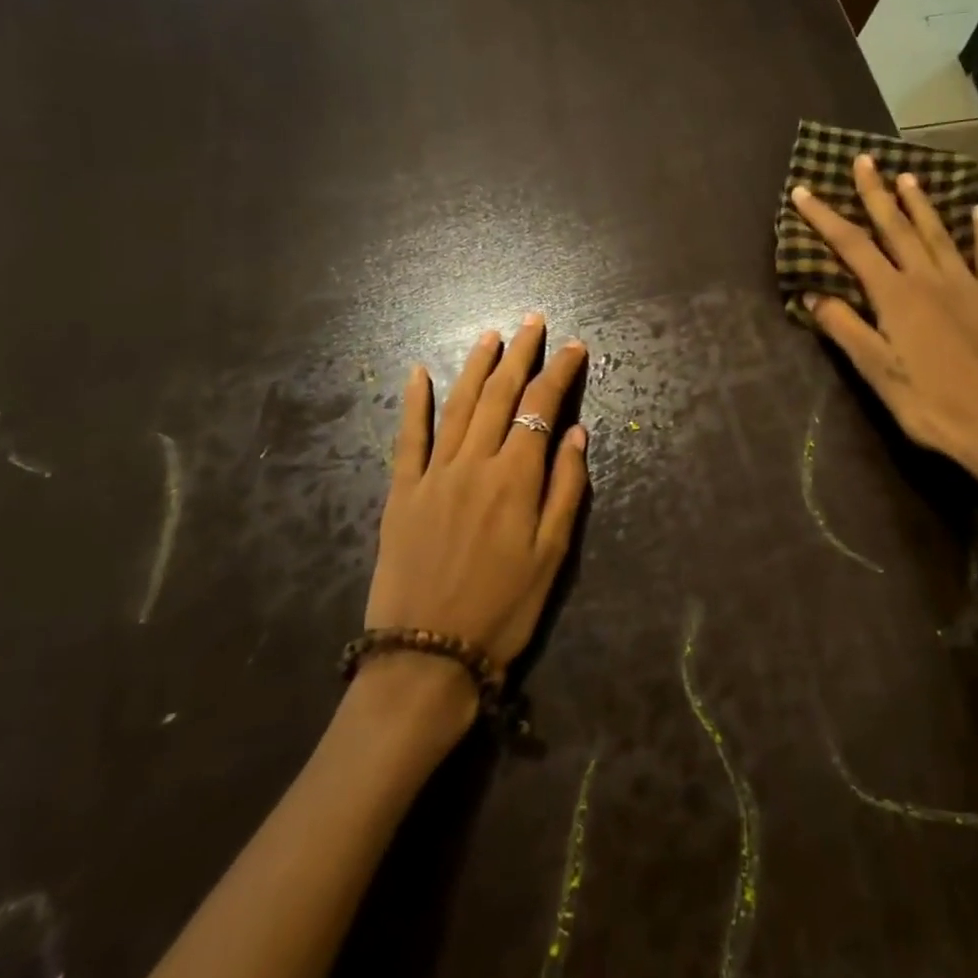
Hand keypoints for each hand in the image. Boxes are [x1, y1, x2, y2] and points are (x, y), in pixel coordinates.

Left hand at [364, 315, 588, 681]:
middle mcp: (474, 462)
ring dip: (476, 366)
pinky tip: (417, 372)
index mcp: (515, 477)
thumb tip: (576, 431)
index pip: (541, 407)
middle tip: (532, 321)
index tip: (573, 346)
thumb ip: (567, 487)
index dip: (559, 372)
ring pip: (458, 405)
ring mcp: (433, 474)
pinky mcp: (401, 492)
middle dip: (520, 353)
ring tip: (491, 335)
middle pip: (499, 395)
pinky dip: (413, 402)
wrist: (428, 656)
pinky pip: (407, 437)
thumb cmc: (504, 609)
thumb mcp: (553, 555)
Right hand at [790, 155, 977, 480]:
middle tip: (863, 160)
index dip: (825, 219)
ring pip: (941, 235)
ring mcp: (973, 288)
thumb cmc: (936, 408)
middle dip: (876, 194)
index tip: (803, 191)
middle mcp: (933, 281)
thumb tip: (814, 294)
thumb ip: (847, 330)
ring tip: (908, 176)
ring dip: (921, 205)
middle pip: (898, 229)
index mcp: (898, 298)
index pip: (853, 248)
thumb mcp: (880, 376)